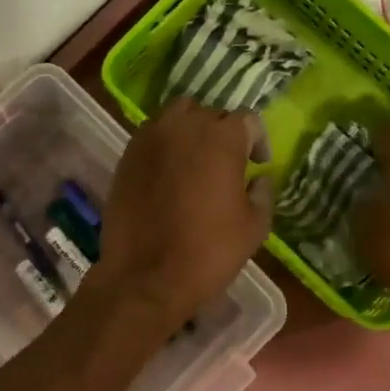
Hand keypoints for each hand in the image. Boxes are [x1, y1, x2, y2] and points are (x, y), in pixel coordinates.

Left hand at [96, 99, 271, 324]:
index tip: (258, 164)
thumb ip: (263, 193)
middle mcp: (184, 126)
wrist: (146, 276)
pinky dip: (165, 145)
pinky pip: (152, 136)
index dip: (258, 140)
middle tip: (228, 162)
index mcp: (222, 137)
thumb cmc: (209, 251)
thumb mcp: (254, 227)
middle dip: (224, 133)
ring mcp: (150, 138)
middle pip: (211, 113)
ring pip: (177, 117)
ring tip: (196, 160)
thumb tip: (260, 179)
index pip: (248, 120)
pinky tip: (169, 172)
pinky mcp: (127, 155)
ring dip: (191, 131)